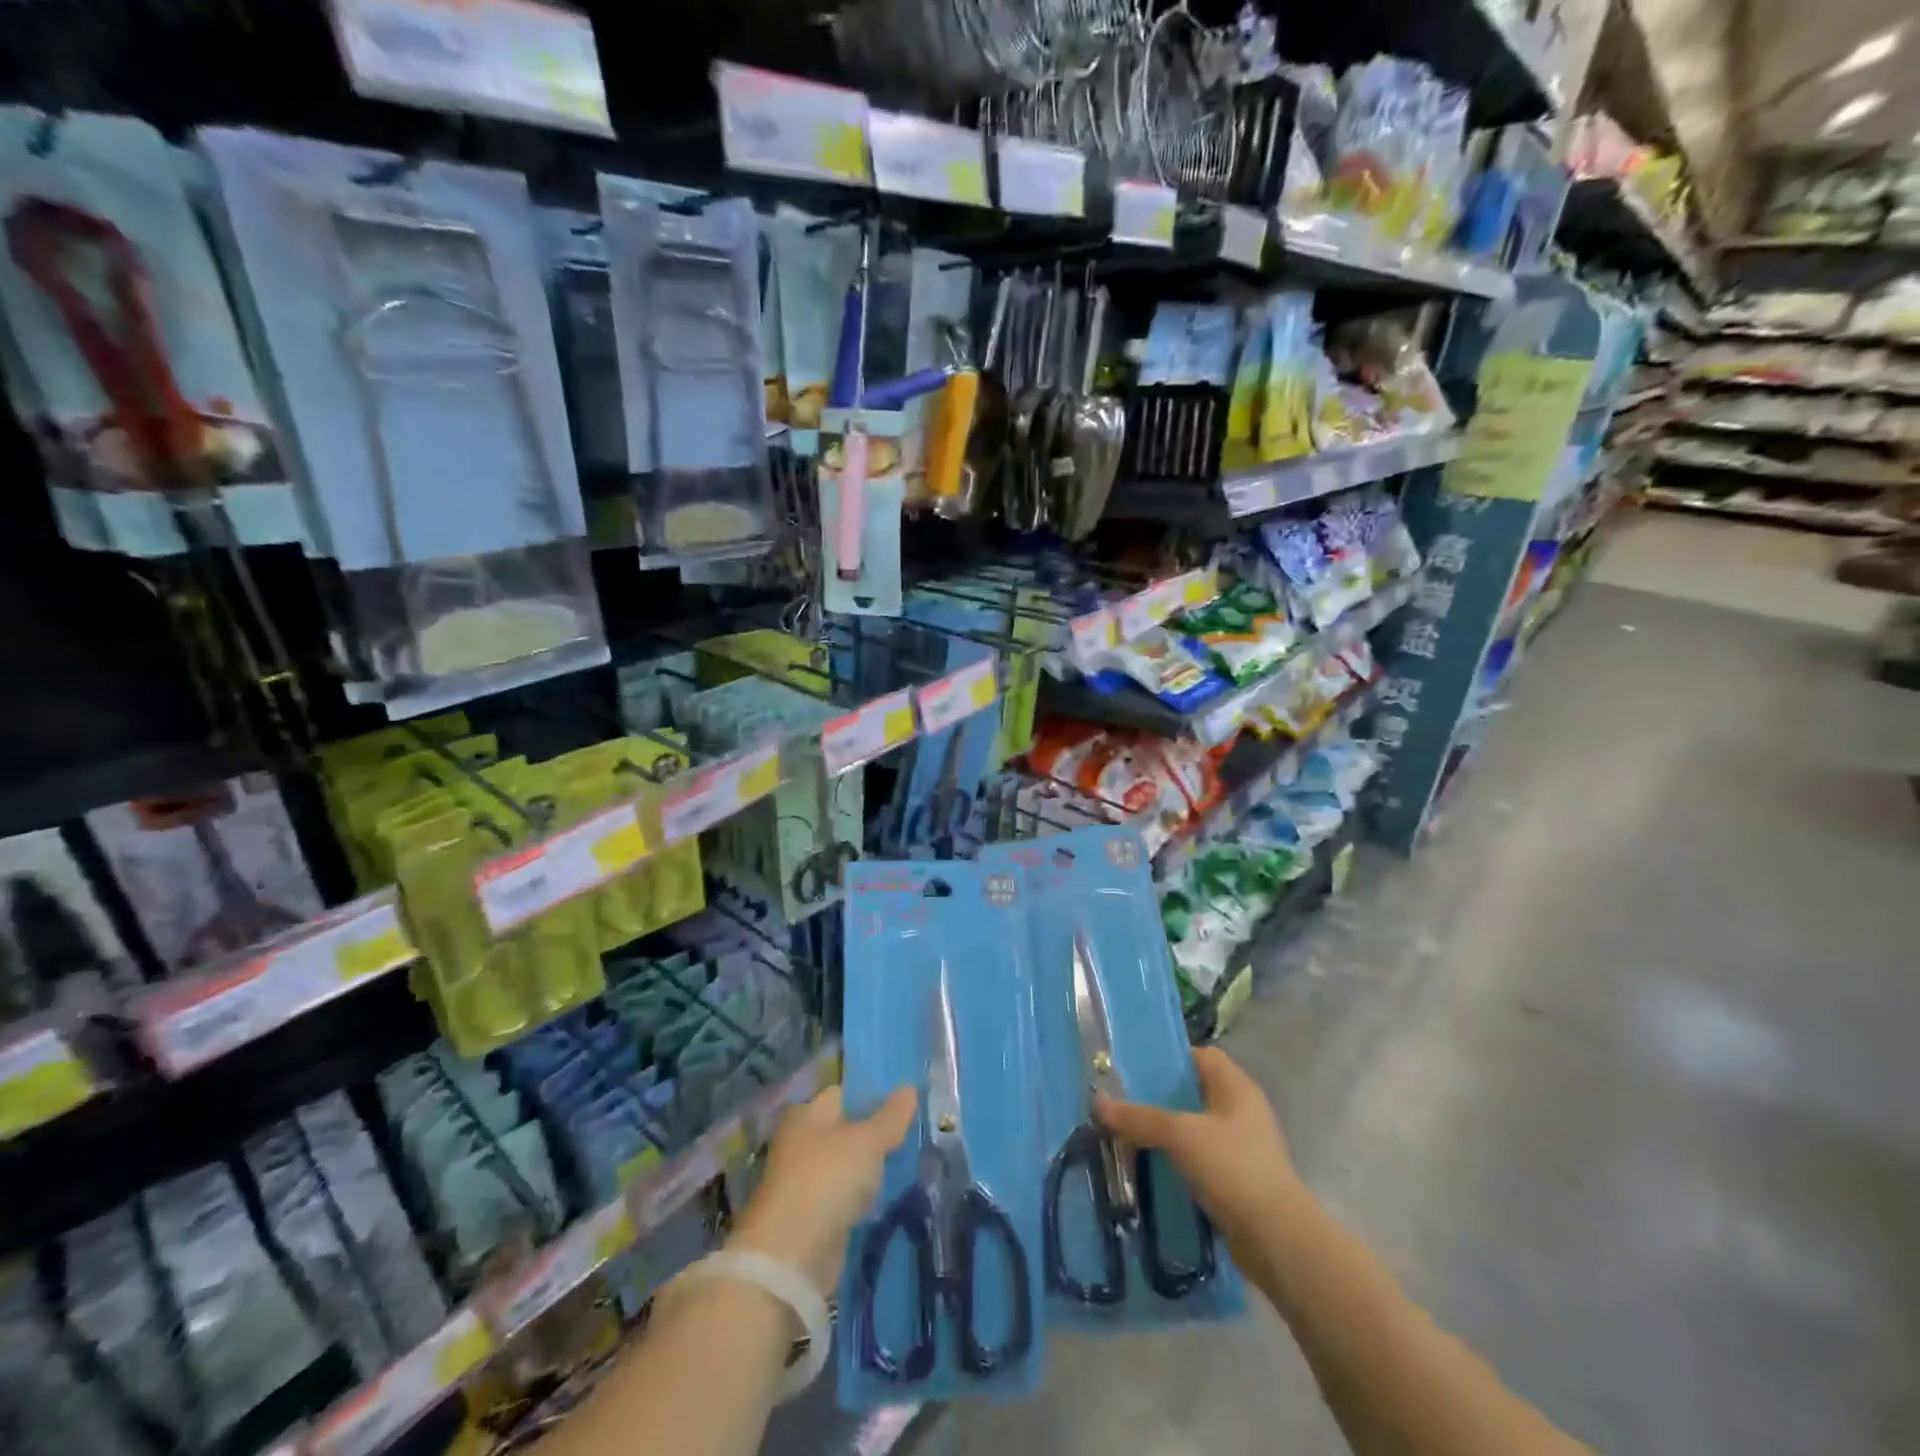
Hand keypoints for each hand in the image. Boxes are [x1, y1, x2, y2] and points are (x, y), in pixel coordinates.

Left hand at [729, 1085, 916, 1296]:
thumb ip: (891, 1116)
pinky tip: (887, 1195)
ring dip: (870, 1166)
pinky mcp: (811, 1215)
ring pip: (846, 1163)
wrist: (792, 1256)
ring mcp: (804, 1179)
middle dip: (875, 1132)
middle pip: (845, 1128)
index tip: (905, 1102)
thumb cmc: (828, 1179)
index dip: (873, 1094)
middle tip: (912, 1132)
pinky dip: (862, 1195)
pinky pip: (844, 1194)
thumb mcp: (867, 1141)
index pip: (844, 1093)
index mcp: (807, 1112)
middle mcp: (801, 1140)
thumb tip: (909, 1088)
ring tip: (908, 1161)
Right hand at [1094, 1048, 1303, 1254]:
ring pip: (1195, 1128)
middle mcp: (1242, 1110)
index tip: (1133, 1067)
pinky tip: (1150, 1168)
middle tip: (1123, 1101)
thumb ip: (1139, 1117)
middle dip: (1159, 1097)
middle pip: (1194, 1092)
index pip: (1200, 1056)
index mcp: (1236, 1086)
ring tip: (1128, 1135)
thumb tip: (1097, 1102)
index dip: (1169, 1058)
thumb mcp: (1180, 1135)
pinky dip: (1178, 1161)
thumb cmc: (1233, 1168)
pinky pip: (1200, 1159)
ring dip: (1166, 1132)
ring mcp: (1243, 1147)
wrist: (1277, 1240)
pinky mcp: (1239, 1180)